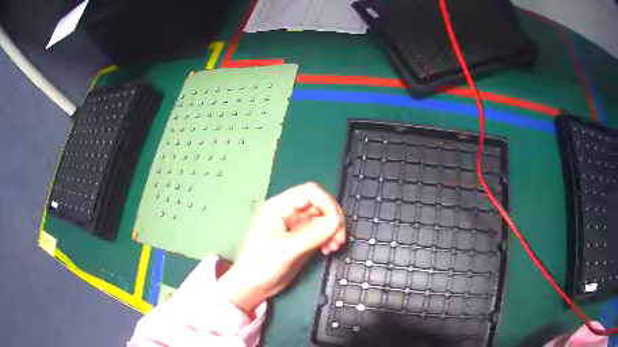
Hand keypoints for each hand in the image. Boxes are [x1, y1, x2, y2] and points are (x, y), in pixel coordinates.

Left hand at [218, 182, 346, 313]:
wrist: (252, 286)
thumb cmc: (262, 264)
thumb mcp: (286, 249)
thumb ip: (312, 234)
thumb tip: (336, 222)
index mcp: (279, 207)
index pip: (309, 192)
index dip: (326, 203)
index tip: (337, 223)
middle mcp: (288, 212)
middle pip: (319, 204)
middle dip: (332, 219)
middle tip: (339, 238)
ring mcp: (295, 226)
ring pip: (322, 218)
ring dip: (333, 230)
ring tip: (334, 246)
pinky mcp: (301, 240)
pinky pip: (320, 232)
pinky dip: (328, 238)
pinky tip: (329, 250)